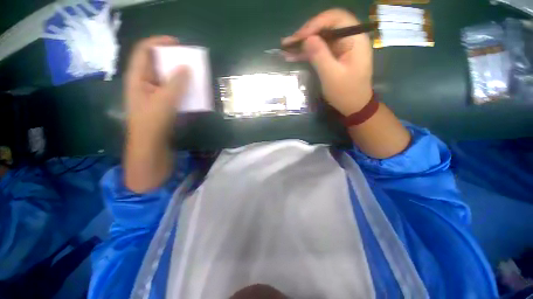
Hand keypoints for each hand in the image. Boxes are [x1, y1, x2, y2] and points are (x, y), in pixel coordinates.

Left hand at [125, 36, 189, 147]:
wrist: (151, 145)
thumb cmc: (153, 122)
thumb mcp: (165, 100)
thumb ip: (176, 83)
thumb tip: (186, 68)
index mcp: (137, 78)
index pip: (144, 51)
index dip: (159, 43)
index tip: (177, 44)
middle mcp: (143, 83)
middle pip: (155, 63)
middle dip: (171, 60)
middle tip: (187, 61)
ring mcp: (152, 94)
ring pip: (165, 78)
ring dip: (178, 75)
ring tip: (191, 75)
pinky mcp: (161, 104)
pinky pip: (171, 90)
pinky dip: (181, 88)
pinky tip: (190, 91)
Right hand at [283, 9, 372, 115]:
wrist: (353, 106)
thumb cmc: (346, 93)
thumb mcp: (332, 76)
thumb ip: (320, 56)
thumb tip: (307, 39)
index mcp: (355, 39)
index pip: (335, 18)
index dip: (316, 24)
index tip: (299, 37)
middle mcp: (348, 38)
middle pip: (326, 26)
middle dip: (306, 33)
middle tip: (288, 43)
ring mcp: (340, 48)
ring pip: (320, 38)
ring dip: (303, 43)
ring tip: (286, 48)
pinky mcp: (333, 56)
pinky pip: (318, 50)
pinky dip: (306, 53)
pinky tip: (292, 56)